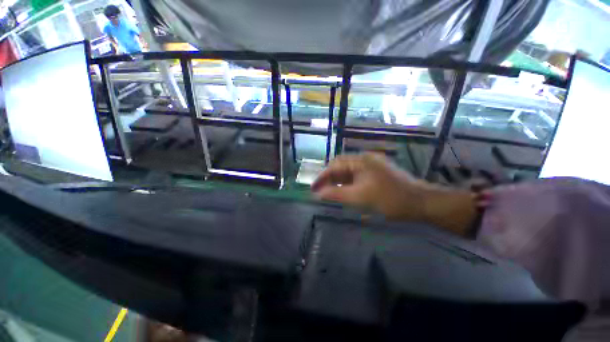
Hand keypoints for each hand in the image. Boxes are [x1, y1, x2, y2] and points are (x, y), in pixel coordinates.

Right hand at [311, 153, 477, 235]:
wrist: (421, 203)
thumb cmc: (390, 199)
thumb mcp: (360, 197)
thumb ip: (337, 194)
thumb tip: (319, 194)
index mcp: (361, 160)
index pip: (335, 165)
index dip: (323, 176)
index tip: (313, 188)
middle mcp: (365, 160)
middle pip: (341, 168)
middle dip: (329, 179)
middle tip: (320, 192)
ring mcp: (371, 167)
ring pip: (348, 173)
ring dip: (338, 183)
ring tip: (328, 194)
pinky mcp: (375, 175)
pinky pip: (356, 178)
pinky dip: (347, 185)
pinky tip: (343, 193)